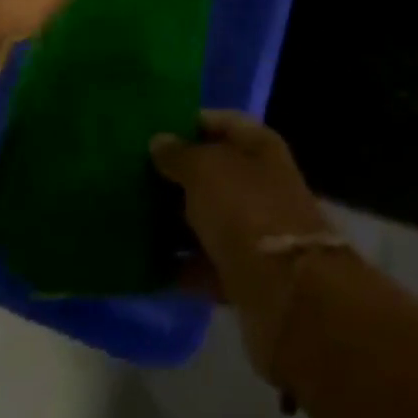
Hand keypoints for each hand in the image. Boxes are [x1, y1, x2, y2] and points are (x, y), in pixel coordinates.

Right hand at [150, 112, 340, 384]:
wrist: (286, 296)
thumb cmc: (245, 210)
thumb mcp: (204, 169)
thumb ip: (179, 154)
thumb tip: (159, 141)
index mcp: (259, 146)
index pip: (221, 122)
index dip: (188, 123)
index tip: (151, 131)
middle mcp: (261, 184)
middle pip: (214, 172)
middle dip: (177, 176)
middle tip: (133, 176)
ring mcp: (256, 231)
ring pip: (208, 218)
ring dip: (176, 222)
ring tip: (131, 219)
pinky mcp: (247, 276)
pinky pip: (206, 264)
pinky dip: (182, 267)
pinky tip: (147, 264)